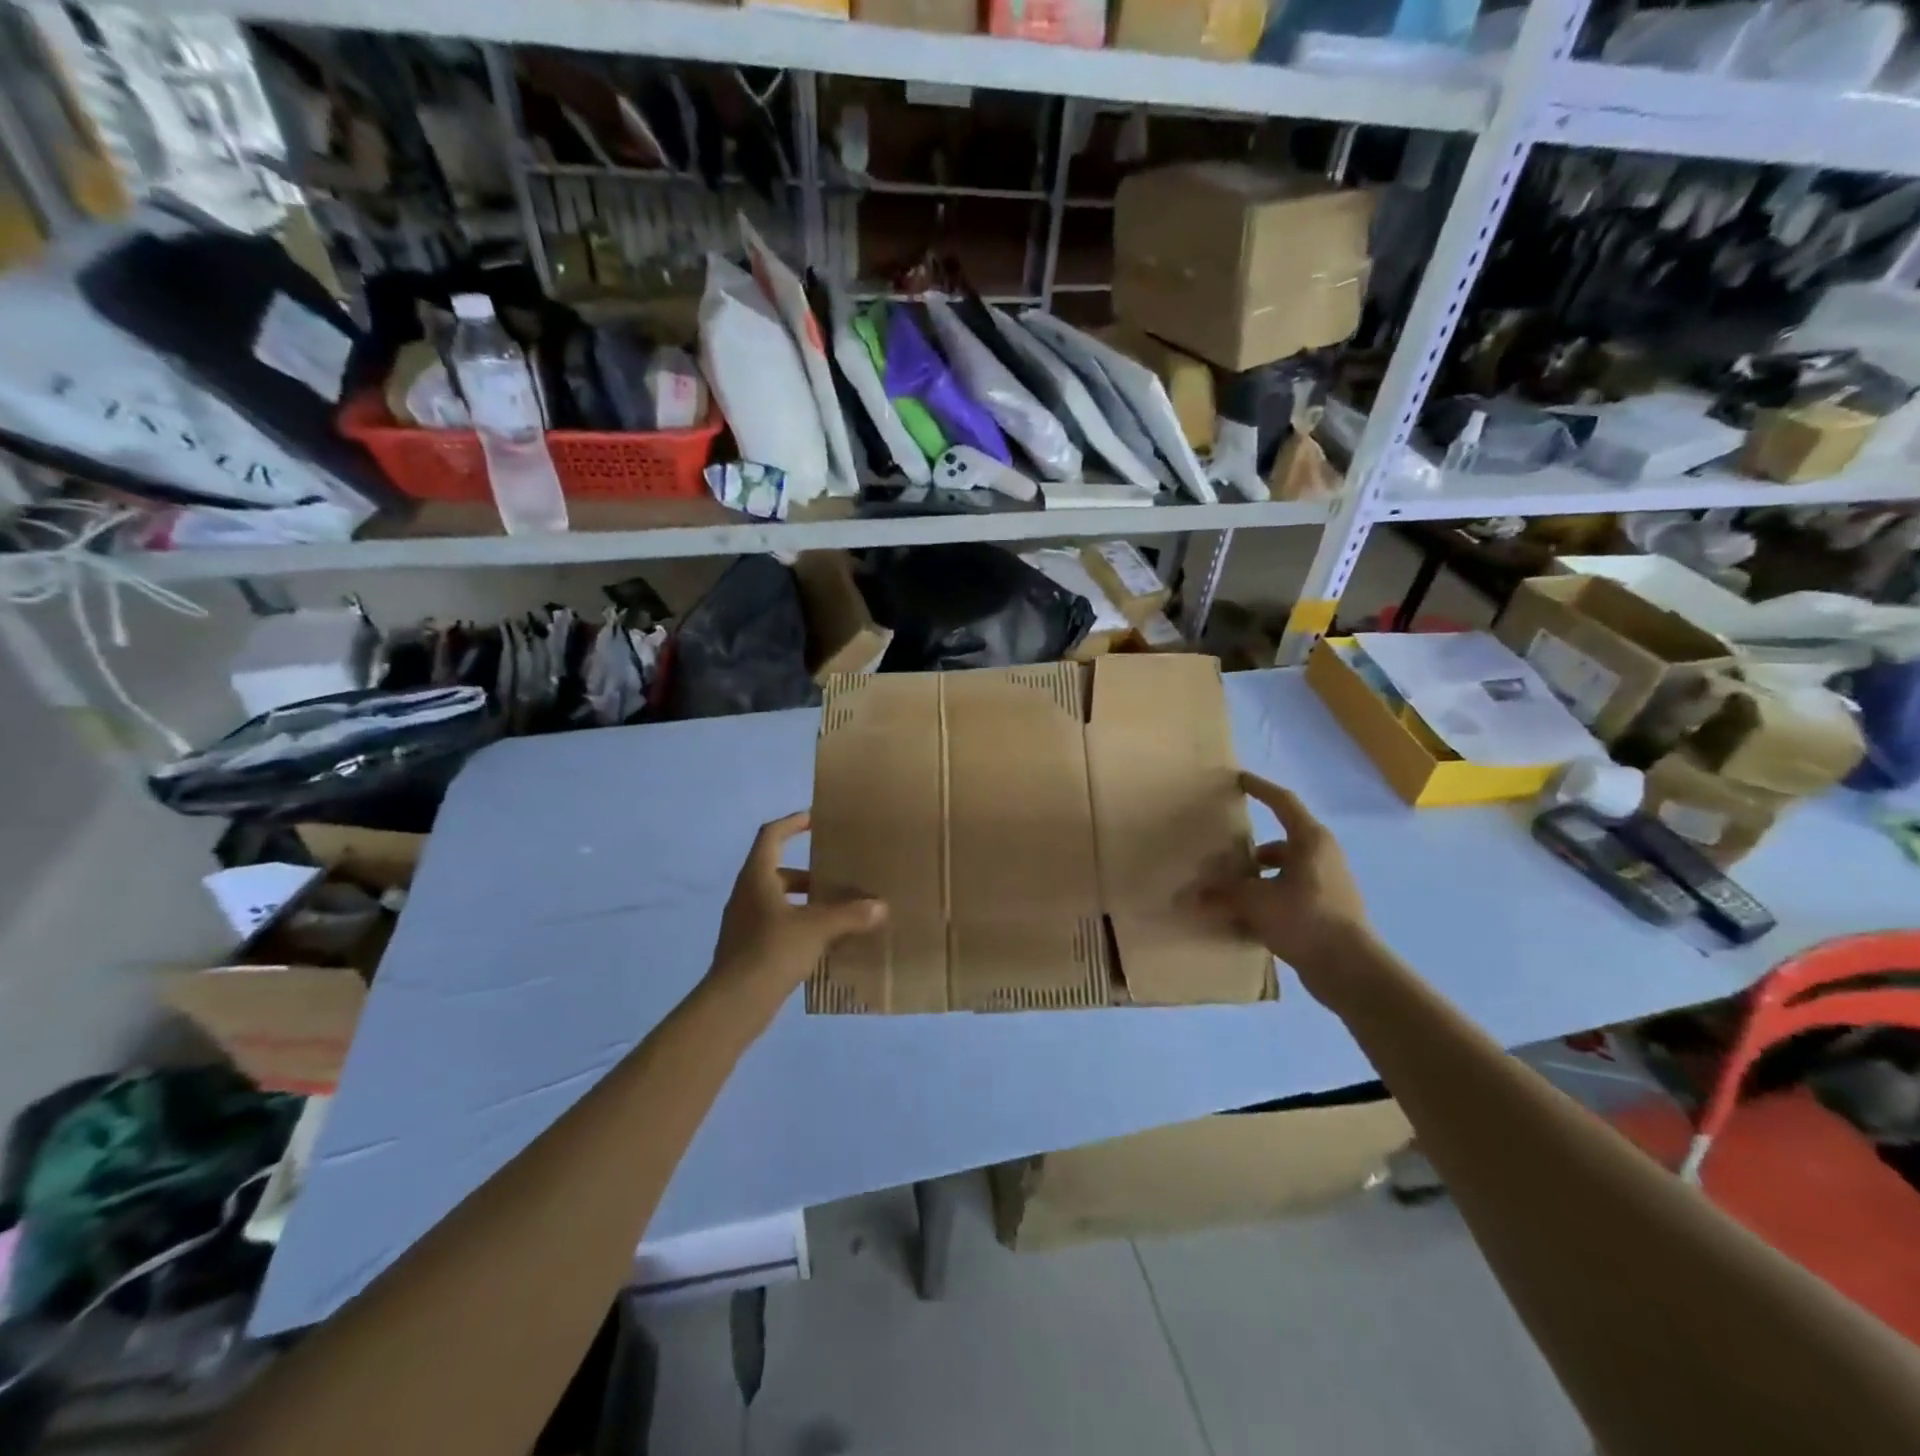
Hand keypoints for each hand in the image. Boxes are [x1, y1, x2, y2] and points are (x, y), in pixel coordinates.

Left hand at [707, 812, 886, 1006]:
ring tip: (837, 911)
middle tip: (839, 878)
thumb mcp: (816, 928)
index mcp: (757, 876)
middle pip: (778, 870)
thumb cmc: (772, 951)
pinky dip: (799, 924)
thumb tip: (880, 906)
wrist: (734, 1004)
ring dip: (805, 901)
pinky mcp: (747, 948)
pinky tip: (822, 941)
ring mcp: (744, 922)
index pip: (771, 835)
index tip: (814, 820)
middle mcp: (746, 894)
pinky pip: (776, 924)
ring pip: (778, 900)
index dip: (792, 823)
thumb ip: (849, 914)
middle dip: (810, 873)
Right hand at [1200, 772, 1370, 1002]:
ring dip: (1257, 880)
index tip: (1239, 780)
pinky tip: (1244, 921)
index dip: (1260, 788)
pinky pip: (1289, 898)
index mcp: (1310, 840)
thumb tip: (1186, 896)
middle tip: (1223, 854)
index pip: (1283, 802)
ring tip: (1229, 893)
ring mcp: (1327, 886)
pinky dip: (1267, 903)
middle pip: (1281, 843)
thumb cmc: (1305, 918)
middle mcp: (1322, 857)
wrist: (1350, 970)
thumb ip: (1220, 894)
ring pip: (1283, 873)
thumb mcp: (1255, 901)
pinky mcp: (1326, 913)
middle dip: (1251, 850)